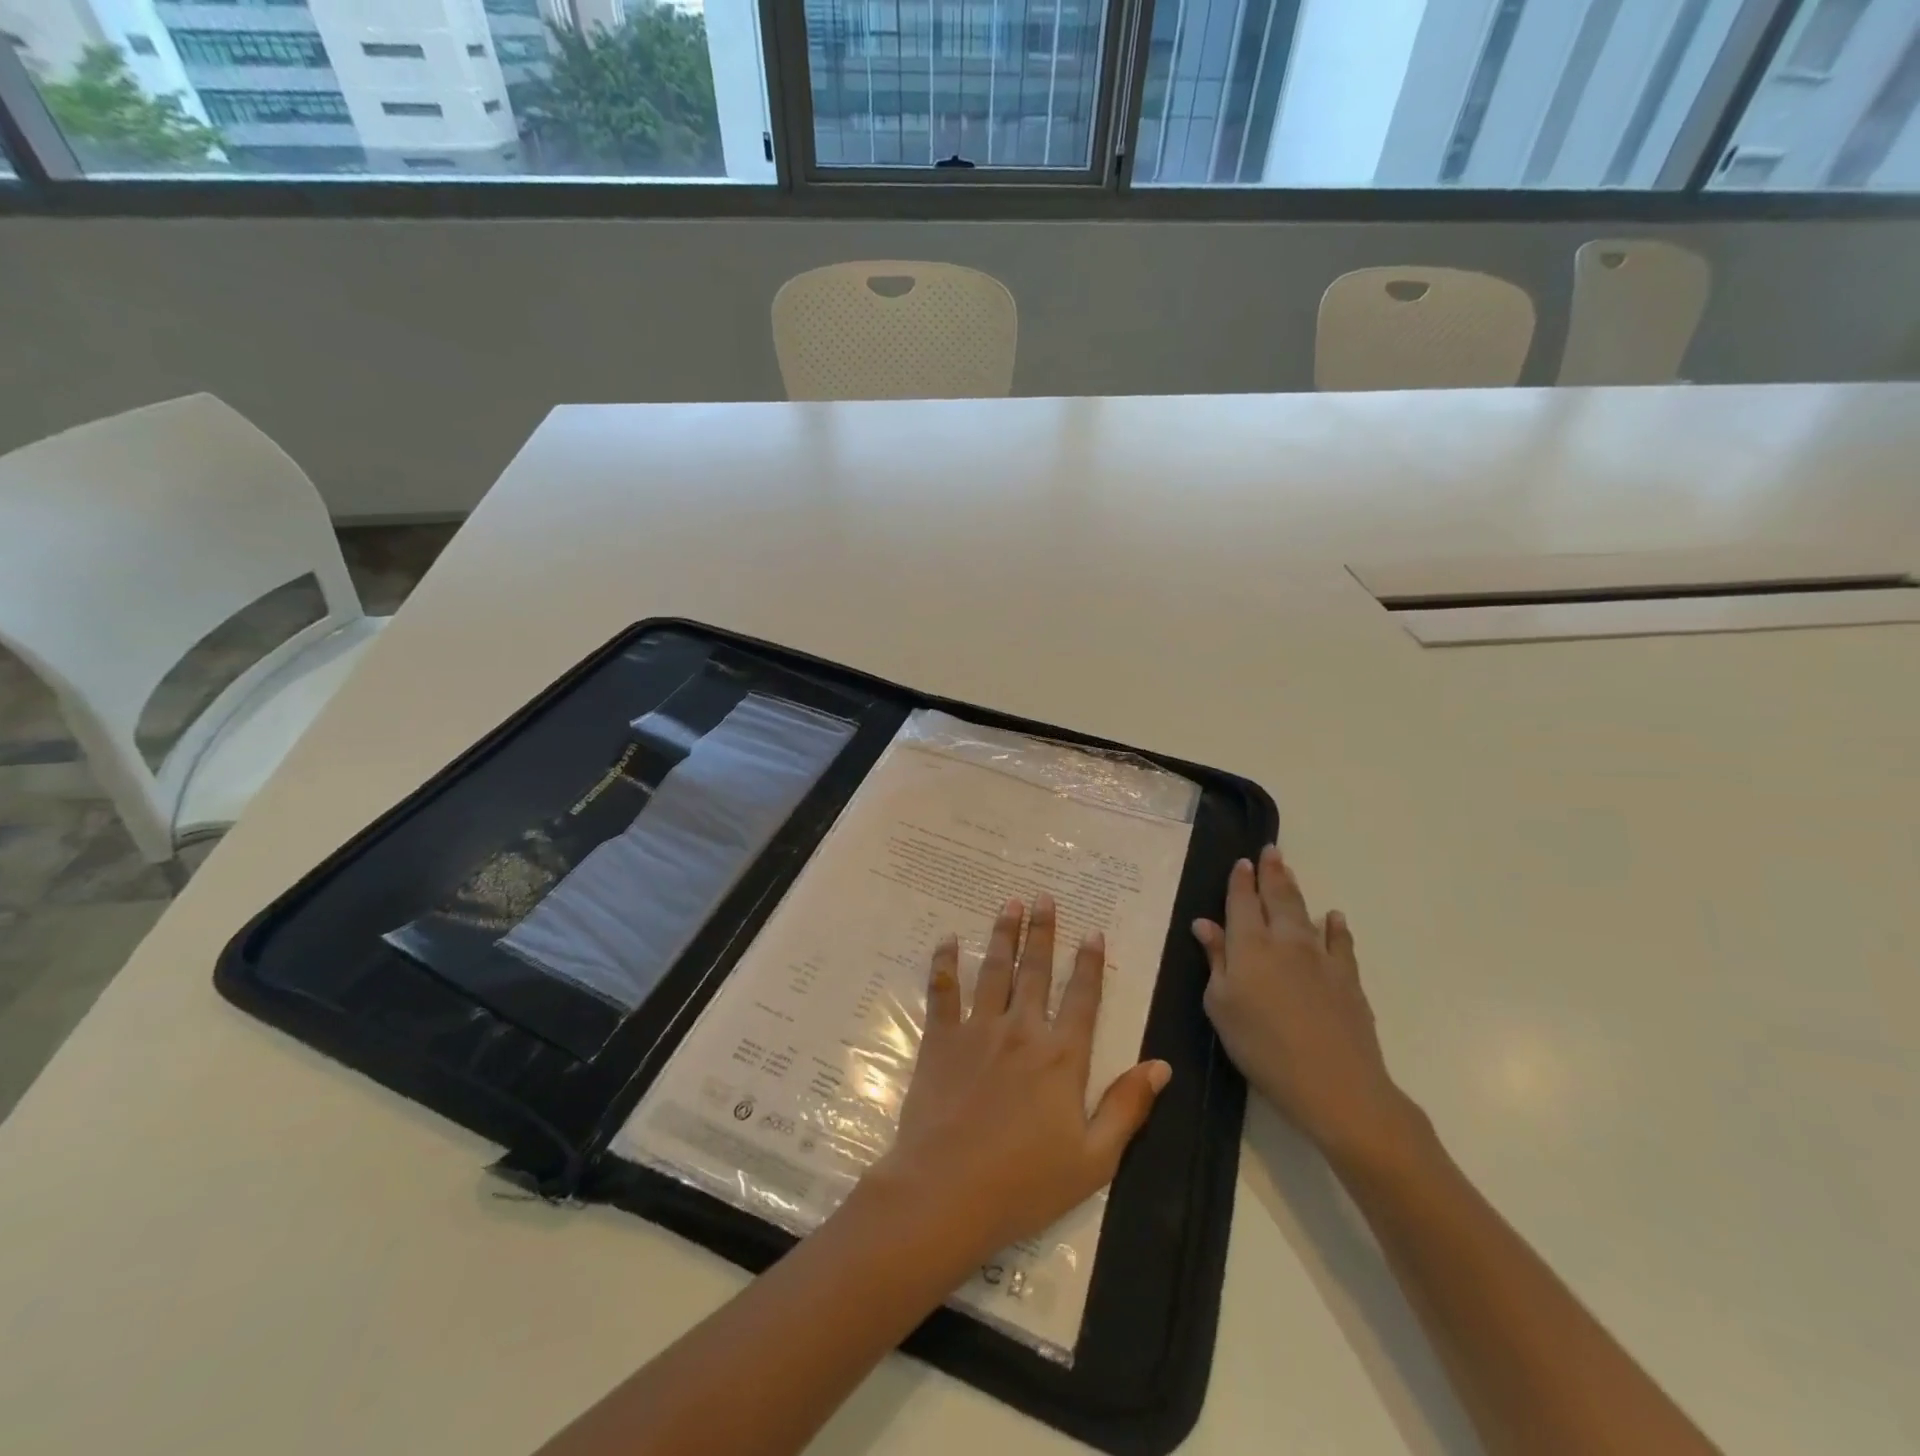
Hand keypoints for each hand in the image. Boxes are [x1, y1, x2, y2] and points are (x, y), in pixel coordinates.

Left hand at [873, 894, 1171, 1266]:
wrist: (947, 1192)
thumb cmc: (1025, 1183)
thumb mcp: (1094, 1159)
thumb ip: (1127, 1107)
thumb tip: (1161, 1065)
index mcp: (1062, 1057)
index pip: (1082, 997)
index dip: (1089, 963)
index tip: (1092, 932)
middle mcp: (1022, 1031)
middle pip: (1035, 971)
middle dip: (1042, 931)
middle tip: (1043, 896)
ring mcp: (978, 1031)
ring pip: (994, 971)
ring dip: (1003, 934)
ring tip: (1009, 903)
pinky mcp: (941, 1040)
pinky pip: (943, 992)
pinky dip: (944, 963)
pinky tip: (948, 940)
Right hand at [1193, 847, 1423, 1171]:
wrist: (1333, 1082)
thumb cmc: (1261, 1046)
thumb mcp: (1221, 1006)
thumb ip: (1215, 961)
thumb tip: (1204, 924)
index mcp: (1249, 946)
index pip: (1242, 902)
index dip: (1240, 881)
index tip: (1242, 862)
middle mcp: (1285, 941)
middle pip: (1277, 897)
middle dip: (1272, 872)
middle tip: (1270, 851)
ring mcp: (1321, 957)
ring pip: (1305, 913)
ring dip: (1295, 891)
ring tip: (1289, 872)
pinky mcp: (1348, 978)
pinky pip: (1341, 942)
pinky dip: (1335, 926)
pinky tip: (1333, 917)